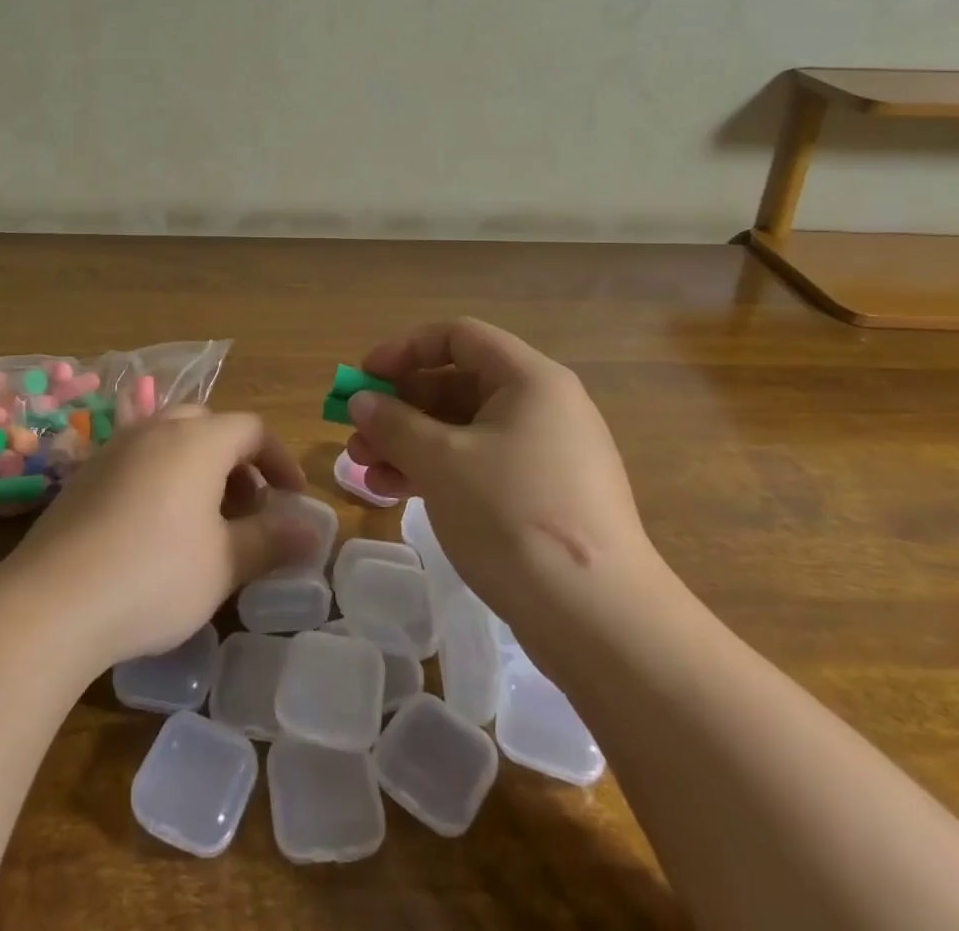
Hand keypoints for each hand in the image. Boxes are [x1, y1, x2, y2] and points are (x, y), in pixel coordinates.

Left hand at [11, 408, 316, 665]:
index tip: (294, 498)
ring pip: (170, 440)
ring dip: (199, 468)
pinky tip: (155, 529)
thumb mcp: (224, 563)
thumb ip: (272, 540)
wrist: (52, 601)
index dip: (280, 459)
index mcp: (197, 441)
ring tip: (205, 521)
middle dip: (237, 461)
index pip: (252, 429)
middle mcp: (155, 430)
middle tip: (248, 508)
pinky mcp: (84, 475)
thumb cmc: (154, 575)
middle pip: (209, 426)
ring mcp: (114, 448)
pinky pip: (137, 459)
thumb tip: (315, 530)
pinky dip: (161, 478)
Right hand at [345, 317, 658, 616]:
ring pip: (463, 429)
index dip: (404, 349)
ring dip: (410, 443)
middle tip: (357, 435)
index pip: (457, 337)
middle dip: (400, 407)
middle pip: (457, 384)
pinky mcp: (542, 496)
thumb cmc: (514, 516)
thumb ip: (394, 424)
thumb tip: (361, 401)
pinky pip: (479, 464)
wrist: (601, 622)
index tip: (364, 378)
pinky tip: (398, 493)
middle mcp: (541, 406)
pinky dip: (437, 471)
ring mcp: (545, 454)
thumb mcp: (441, 462)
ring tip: (367, 471)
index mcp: (528, 380)